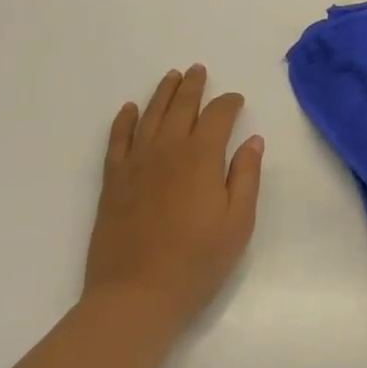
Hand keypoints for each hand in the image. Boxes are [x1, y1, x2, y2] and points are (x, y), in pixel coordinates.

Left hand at [84, 65, 263, 337]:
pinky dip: (125, 120)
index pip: (218, 115)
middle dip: (193, 86)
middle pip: (182, 105)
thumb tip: (253, 140)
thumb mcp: (238, 224)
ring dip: (163, 92)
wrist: (136, 296)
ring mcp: (137, 162)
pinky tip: (130, 109)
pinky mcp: (113, 180)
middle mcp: (168, 148)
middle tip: (198, 70)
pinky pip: (118, 139)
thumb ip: (246, 177)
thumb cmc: (196, 263)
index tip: (236, 100)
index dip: (229, 102)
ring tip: (171, 76)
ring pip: (151, 114)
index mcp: (202, 157)